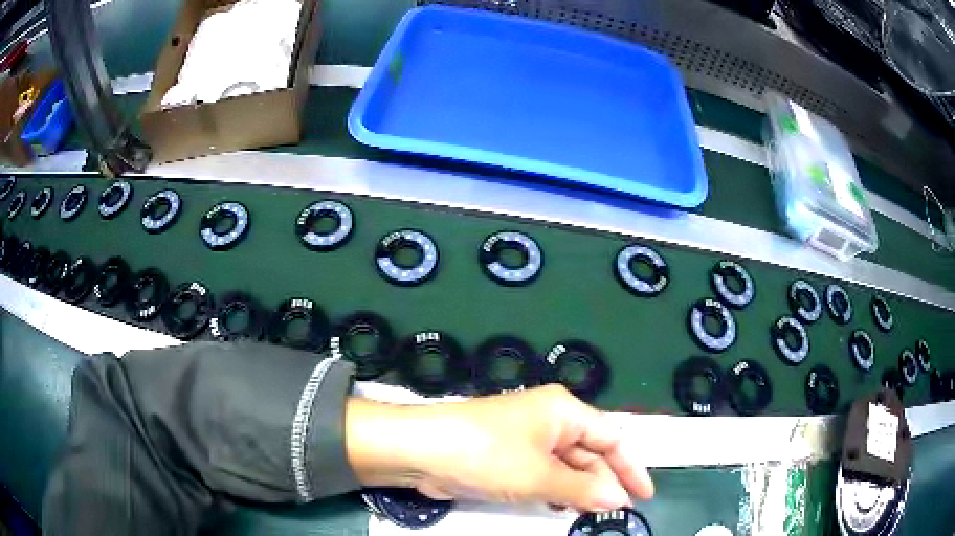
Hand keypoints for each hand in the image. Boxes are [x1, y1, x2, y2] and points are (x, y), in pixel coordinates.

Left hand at [346, 384, 653, 511]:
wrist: (421, 450)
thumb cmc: (486, 454)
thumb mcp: (539, 476)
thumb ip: (581, 490)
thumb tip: (618, 501)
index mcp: (564, 411)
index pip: (612, 437)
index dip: (631, 467)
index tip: (644, 496)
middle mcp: (550, 420)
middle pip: (591, 452)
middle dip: (604, 482)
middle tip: (614, 513)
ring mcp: (528, 439)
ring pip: (568, 466)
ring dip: (580, 489)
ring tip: (590, 513)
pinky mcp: (509, 456)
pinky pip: (545, 473)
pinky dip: (556, 490)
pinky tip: (561, 508)